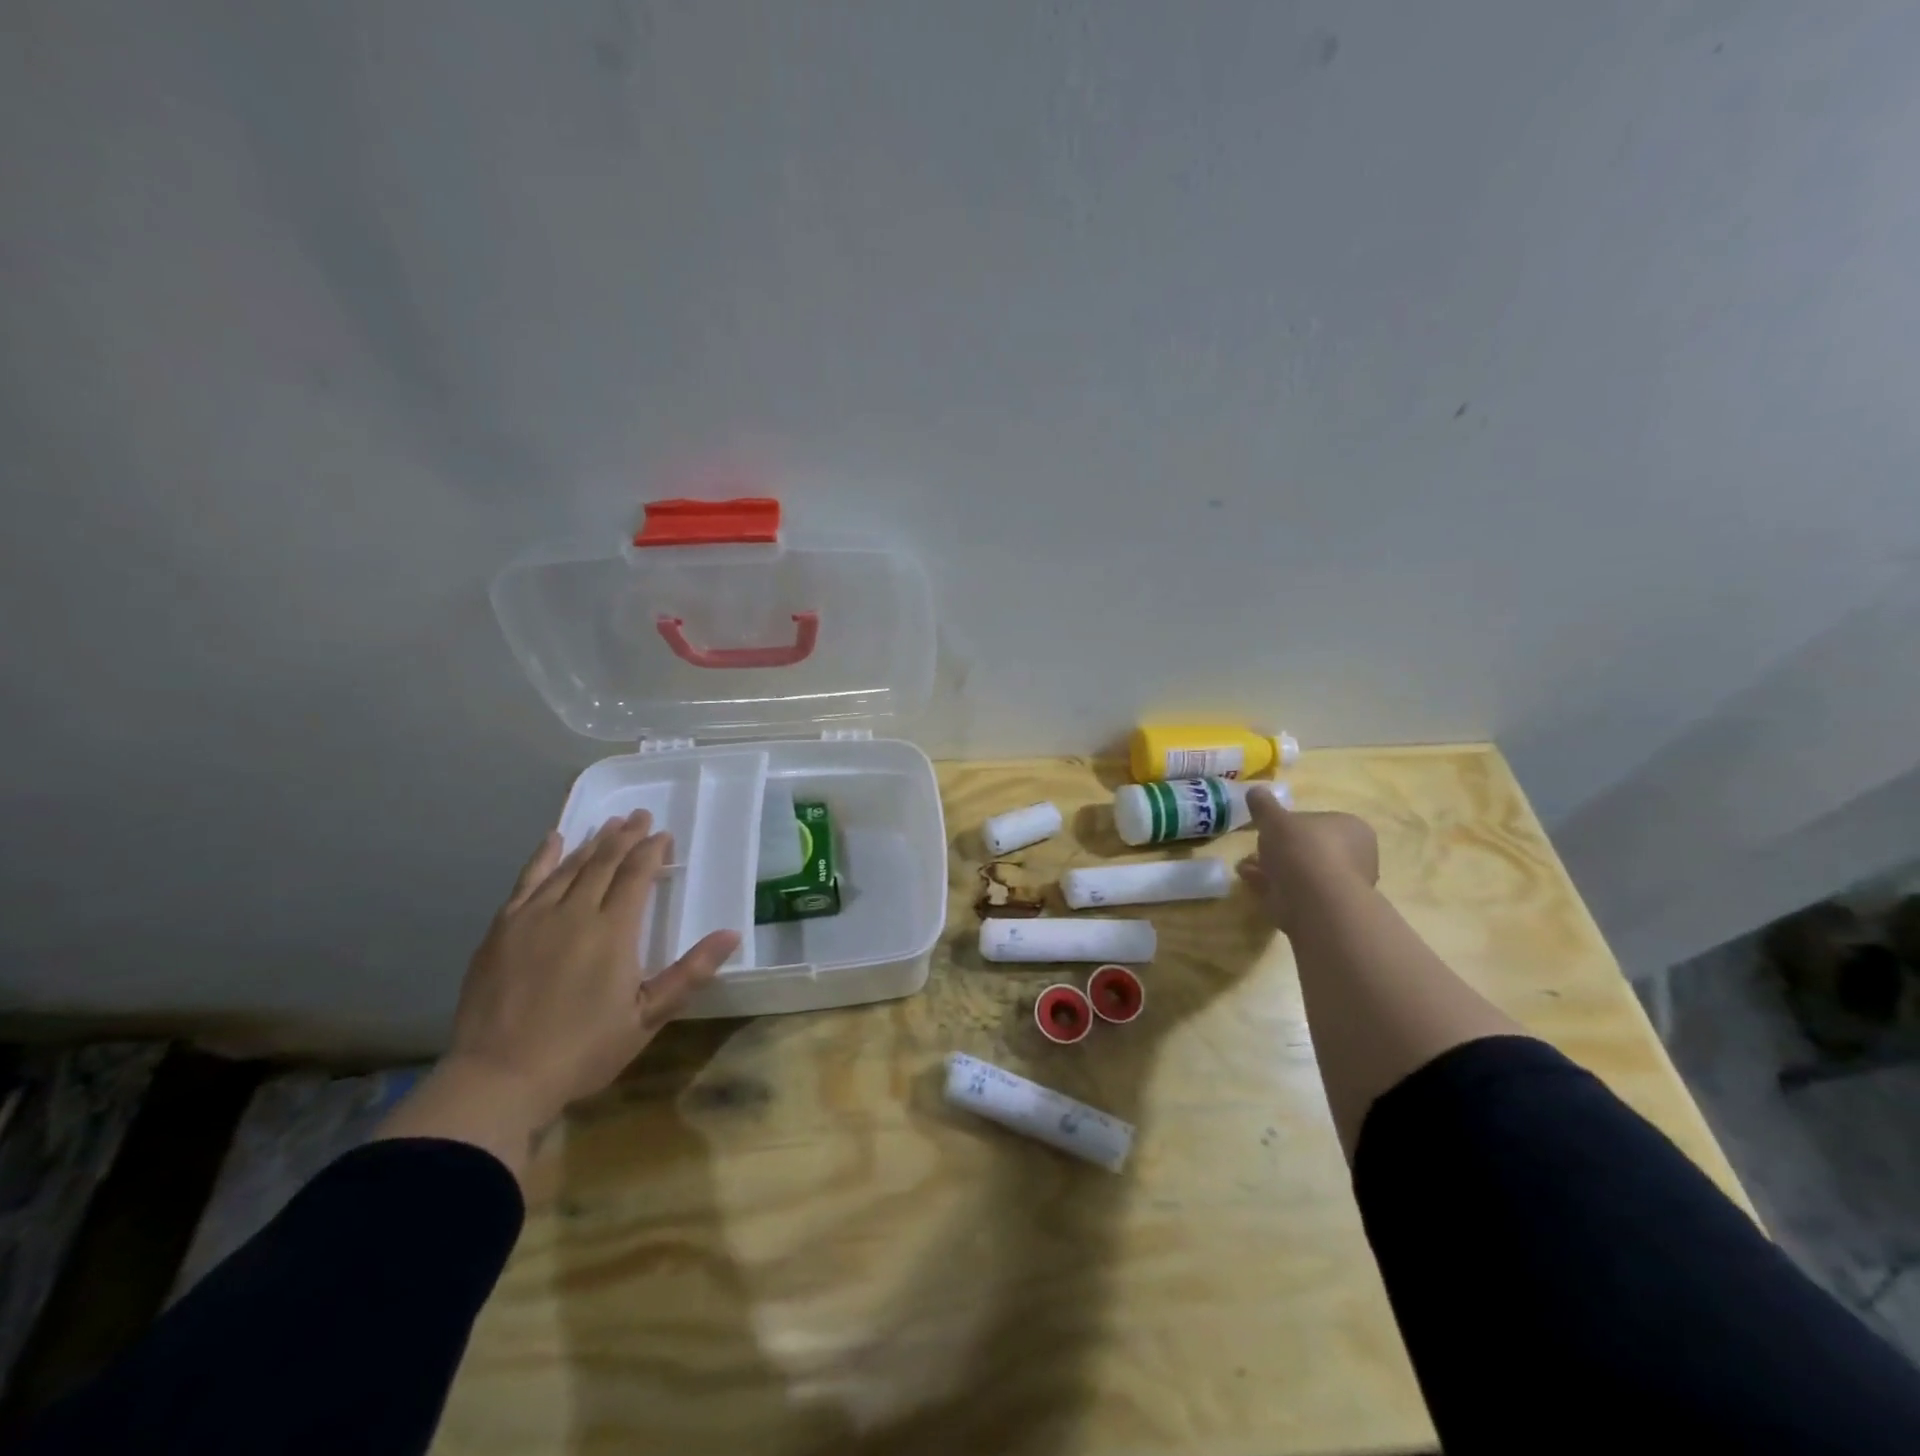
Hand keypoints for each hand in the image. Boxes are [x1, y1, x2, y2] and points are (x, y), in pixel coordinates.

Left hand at [445, 809, 740, 1130]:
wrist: (498, 1078)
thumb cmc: (583, 1051)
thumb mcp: (647, 1017)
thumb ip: (689, 972)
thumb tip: (732, 934)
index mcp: (614, 932)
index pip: (636, 875)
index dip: (652, 851)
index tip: (664, 835)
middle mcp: (575, 912)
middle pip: (604, 862)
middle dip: (626, 836)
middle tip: (640, 816)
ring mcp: (534, 917)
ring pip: (570, 866)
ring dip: (593, 842)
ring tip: (609, 824)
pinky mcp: (503, 929)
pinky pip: (527, 880)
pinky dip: (544, 856)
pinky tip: (554, 839)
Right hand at [1237, 788, 1378, 935]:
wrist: (1316, 901)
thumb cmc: (1302, 849)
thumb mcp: (1275, 818)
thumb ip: (1264, 804)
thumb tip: (1256, 790)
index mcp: (1352, 828)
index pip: (1319, 821)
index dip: (1290, 825)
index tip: (1268, 830)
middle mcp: (1356, 856)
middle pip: (1309, 849)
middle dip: (1279, 850)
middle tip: (1254, 850)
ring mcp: (1342, 886)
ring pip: (1301, 872)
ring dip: (1272, 869)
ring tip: (1245, 868)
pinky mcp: (1327, 910)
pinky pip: (1296, 892)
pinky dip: (1273, 888)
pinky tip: (1251, 883)